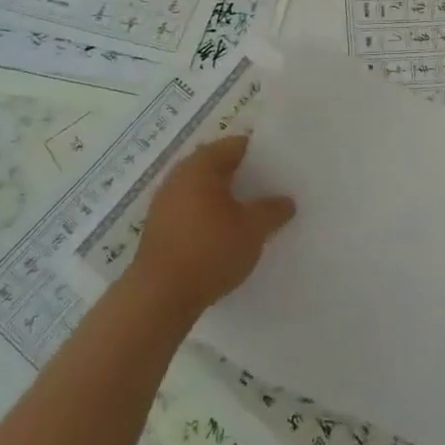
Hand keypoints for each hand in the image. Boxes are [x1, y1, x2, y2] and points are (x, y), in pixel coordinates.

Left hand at [131, 135, 295, 318]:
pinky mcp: (159, 229)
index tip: (280, 167)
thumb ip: (272, 210)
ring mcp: (164, 203)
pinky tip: (226, 235)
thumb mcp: (252, 229)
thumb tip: (286, 201)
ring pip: (203, 190)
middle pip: (218, 166)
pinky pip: (191, 211)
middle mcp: (179, 176)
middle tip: (270, 190)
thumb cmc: (209, 251)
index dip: (261, 154)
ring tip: (251, 214)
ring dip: (225, 199)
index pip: (236, 145)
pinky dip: (209, 216)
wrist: (158, 299)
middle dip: (243, 177)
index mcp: (201, 165)